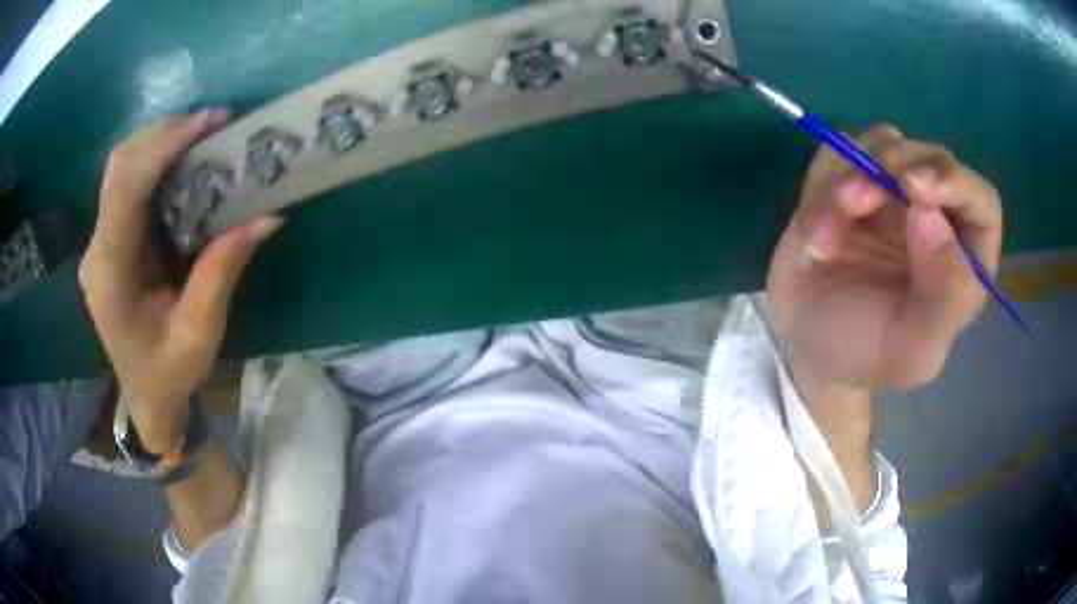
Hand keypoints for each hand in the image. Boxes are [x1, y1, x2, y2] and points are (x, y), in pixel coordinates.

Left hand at [80, 110, 282, 453]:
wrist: (145, 398)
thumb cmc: (168, 375)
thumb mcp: (199, 334)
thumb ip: (222, 272)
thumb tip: (266, 216)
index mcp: (110, 275)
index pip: (126, 190)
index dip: (164, 148)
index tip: (209, 122)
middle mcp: (97, 251)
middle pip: (119, 167)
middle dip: (163, 134)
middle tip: (211, 124)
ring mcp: (99, 244)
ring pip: (119, 169)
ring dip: (158, 142)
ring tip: (201, 135)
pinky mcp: (109, 241)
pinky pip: (126, 185)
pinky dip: (154, 162)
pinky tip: (181, 163)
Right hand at [767, 124, 1001, 394]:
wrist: (807, 344)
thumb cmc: (865, 353)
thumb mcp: (909, 352)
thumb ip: (941, 302)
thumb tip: (934, 220)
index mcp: (964, 260)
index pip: (982, 202)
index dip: (955, 184)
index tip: (913, 188)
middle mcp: (937, 216)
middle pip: (930, 157)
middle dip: (890, 169)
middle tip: (851, 201)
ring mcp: (894, 192)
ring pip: (882, 143)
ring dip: (846, 180)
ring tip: (822, 239)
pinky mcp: (853, 178)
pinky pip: (839, 151)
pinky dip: (821, 183)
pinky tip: (814, 232)